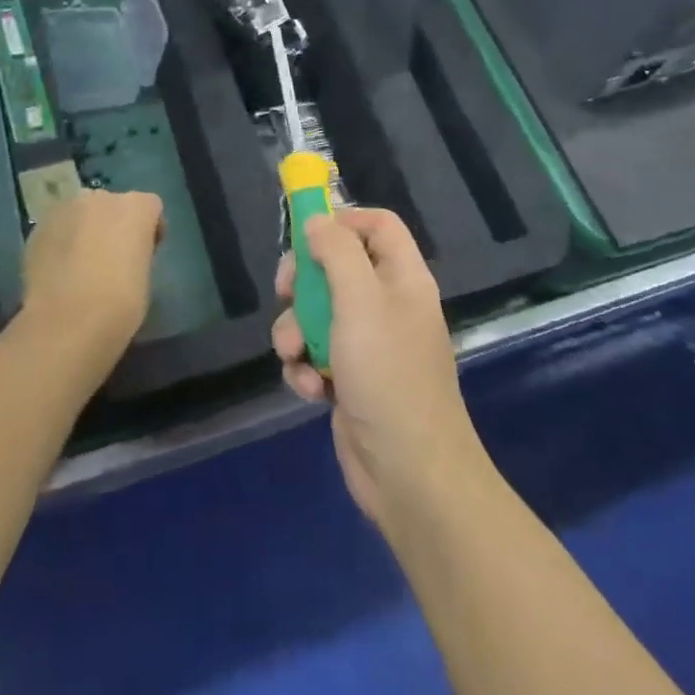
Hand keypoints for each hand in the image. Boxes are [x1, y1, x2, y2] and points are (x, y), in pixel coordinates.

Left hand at [18, 190, 163, 363]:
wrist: (67, 322)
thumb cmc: (121, 302)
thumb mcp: (145, 275)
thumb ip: (137, 252)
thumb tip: (124, 255)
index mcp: (136, 207)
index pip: (150, 206)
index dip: (149, 228)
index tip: (146, 253)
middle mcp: (101, 198)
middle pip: (113, 204)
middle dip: (114, 224)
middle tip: (112, 257)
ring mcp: (65, 209)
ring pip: (81, 213)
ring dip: (85, 230)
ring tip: (81, 264)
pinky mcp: (38, 228)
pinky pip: (57, 229)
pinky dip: (61, 242)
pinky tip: (59, 271)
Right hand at [271, 207, 489, 528]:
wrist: (409, 474)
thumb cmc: (388, 375)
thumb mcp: (360, 302)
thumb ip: (337, 253)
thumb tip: (317, 220)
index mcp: (402, 278)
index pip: (377, 225)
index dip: (342, 220)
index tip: (305, 233)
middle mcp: (387, 305)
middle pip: (337, 267)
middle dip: (305, 281)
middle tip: (285, 292)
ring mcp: (368, 344)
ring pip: (317, 313)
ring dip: (296, 331)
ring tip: (294, 355)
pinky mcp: (349, 379)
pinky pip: (315, 354)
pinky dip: (304, 367)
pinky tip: (307, 389)